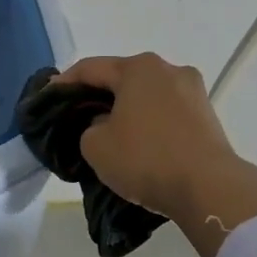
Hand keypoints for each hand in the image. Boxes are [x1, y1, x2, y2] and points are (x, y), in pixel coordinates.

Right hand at [50, 53, 256, 256]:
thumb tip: (105, 124)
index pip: (90, 69)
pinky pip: (166, 112)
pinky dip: (149, 122)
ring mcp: (193, 91)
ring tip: (109, 131)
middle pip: (121, 78)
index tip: (48, 97)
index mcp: (137, 68)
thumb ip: (89, 127)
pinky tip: (139, 141)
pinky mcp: (207, 115)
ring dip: (126, 109)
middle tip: (77, 115)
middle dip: (98, 95)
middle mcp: (168, 69)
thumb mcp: (95, 145)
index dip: (64, 83)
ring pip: (146, 95)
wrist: (208, 188)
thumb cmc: (145, 159)